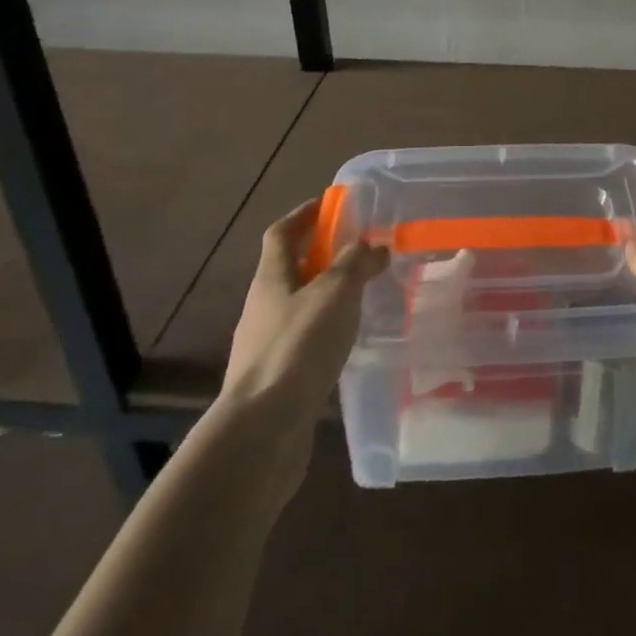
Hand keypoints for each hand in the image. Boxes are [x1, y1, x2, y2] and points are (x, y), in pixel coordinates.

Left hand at [214, 199, 387, 499]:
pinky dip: (327, 333)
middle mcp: (263, 308)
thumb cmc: (298, 347)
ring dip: (327, 297)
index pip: (281, 233)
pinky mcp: (277, 380)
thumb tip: (374, 246)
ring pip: (299, 308)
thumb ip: (356, 264)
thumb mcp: (335, 293)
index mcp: (271, 278)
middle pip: (290, 270)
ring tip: (363, 297)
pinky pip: (305, 342)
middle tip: (360, 251)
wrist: (262, 432)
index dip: (303, 215)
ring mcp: (266, 347)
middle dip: (322, 256)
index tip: (329, 204)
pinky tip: (350, 343)